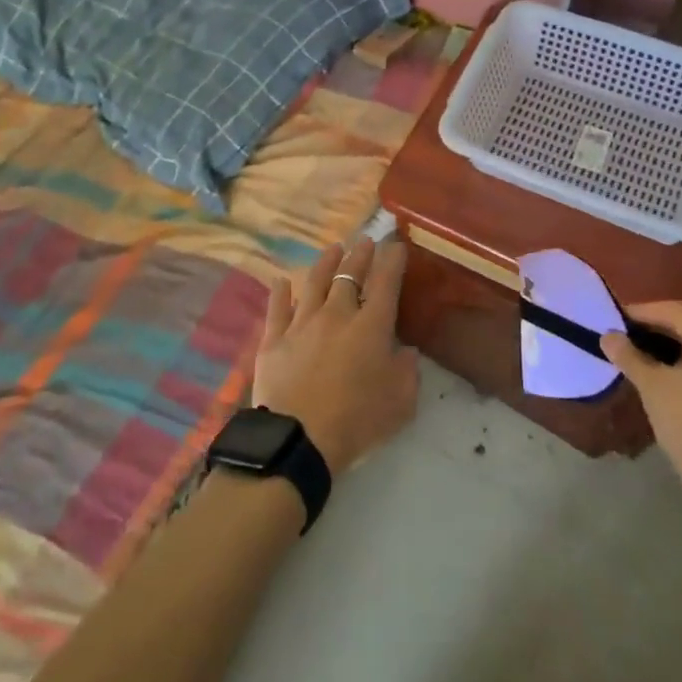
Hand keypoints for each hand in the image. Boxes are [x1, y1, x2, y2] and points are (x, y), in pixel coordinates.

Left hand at [253, 238, 418, 476]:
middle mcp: (337, 314)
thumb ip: (407, 372)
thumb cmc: (357, 421)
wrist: (299, 439)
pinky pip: (277, 309)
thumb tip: (406, 351)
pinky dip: (280, 293)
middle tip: (365, 242)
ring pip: (314, 283)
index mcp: (371, 326)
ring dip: (325, 263)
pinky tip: (282, 281)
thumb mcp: (401, 402)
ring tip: (333, 249)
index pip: (385, 283)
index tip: (396, 246)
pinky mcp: (274, 339)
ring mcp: (302, 324)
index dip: (392, 261)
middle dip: (360, 256)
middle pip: (349, 276)